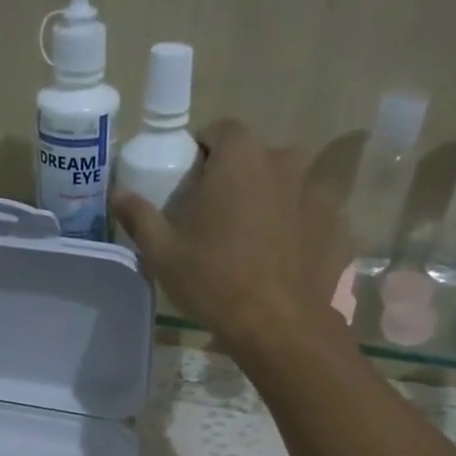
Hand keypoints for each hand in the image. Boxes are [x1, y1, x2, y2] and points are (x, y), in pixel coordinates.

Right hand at [112, 117, 347, 355]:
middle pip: (255, 158)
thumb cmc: (214, 281)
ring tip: (253, 242)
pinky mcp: (337, 225)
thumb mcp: (163, 253)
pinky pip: (310, 217)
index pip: (220, 130)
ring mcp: (318, 192)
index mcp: (241, 156)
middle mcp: (285, 161)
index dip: (204, 151)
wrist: (278, 326)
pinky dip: (296, 230)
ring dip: (269, 202)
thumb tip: (118, 194)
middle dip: (237, 178)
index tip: (193, 182)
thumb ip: (140, 216)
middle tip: (218, 218)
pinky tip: (282, 261)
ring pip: (286, 186)